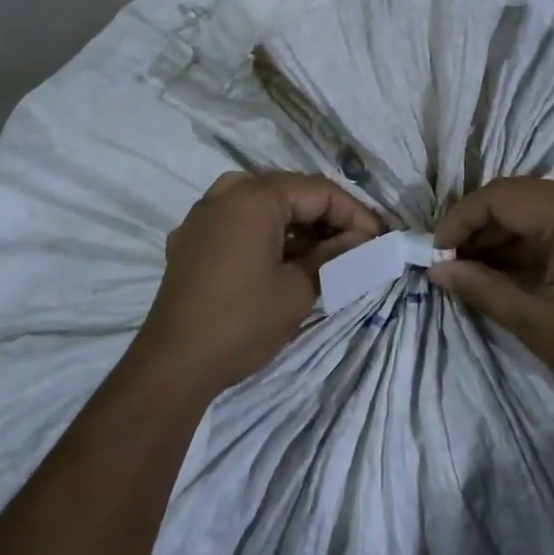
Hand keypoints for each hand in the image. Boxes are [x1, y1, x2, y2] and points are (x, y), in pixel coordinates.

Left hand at [133, 171, 381, 397]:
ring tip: (326, 256)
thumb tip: (362, 240)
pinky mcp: (191, 238)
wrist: (173, 363)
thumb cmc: (242, 321)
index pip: (319, 191)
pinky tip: (284, 261)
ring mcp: (203, 213)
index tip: (380, 239)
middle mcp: (226, 191)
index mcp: (254, 195)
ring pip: (263, 206)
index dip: (354, 214)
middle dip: (326, 217)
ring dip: (297, 227)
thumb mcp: (298, 289)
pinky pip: (238, 222)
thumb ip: (334, 256)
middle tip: (357, 246)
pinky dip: (266, 235)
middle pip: (290, 192)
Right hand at [429, 178, 553, 430]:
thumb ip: (482, 287)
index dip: (463, 219)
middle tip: (449, 261)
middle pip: (523, 197)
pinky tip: (507, 266)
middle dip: (481, 227)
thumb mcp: (536, 323)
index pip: (505, 196)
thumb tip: (436, 270)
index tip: (436, 251)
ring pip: (543, 208)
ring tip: (471, 266)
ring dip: (506, 234)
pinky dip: (533, 242)